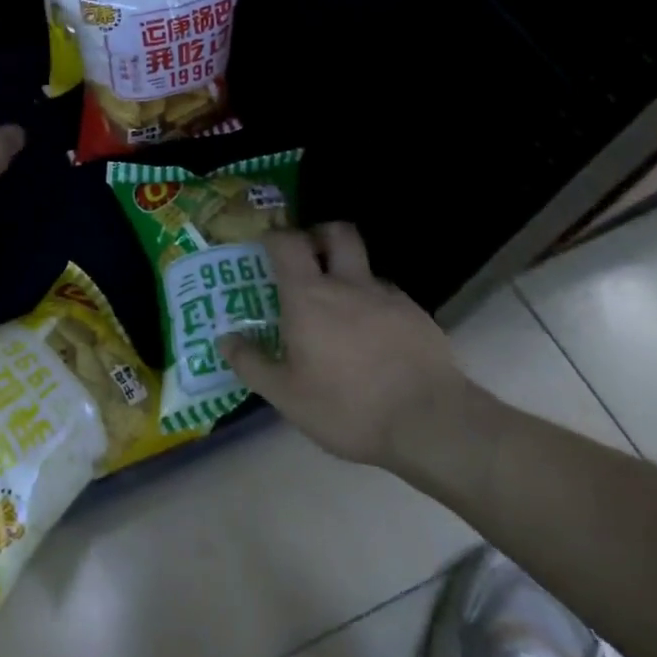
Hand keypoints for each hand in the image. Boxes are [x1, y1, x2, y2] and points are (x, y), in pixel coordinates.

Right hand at [218, 223, 495, 481]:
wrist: (431, 423)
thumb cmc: (347, 406)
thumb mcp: (287, 395)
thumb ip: (252, 363)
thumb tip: (225, 339)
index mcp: (309, 296)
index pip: (287, 243)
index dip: (273, 237)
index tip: (265, 246)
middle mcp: (348, 285)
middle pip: (337, 234)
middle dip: (321, 235)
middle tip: (310, 258)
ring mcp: (389, 297)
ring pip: (366, 268)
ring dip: (350, 277)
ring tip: (343, 313)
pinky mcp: (419, 317)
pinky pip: (390, 298)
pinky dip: (376, 307)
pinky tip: (376, 341)